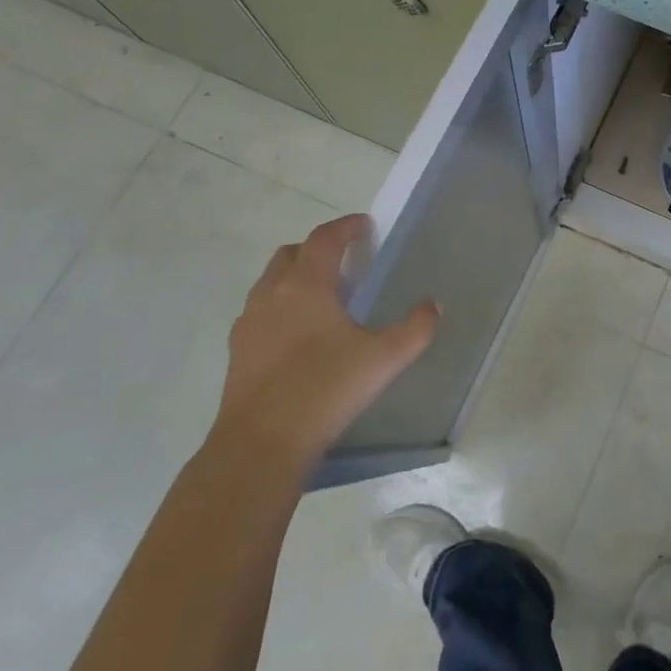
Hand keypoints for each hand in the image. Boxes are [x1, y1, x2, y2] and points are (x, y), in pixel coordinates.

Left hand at [215, 214, 438, 466]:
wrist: (261, 444)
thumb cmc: (326, 388)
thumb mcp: (385, 358)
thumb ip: (415, 328)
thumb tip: (433, 306)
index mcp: (307, 285)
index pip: (324, 239)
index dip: (346, 227)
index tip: (364, 225)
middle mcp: (272, 294)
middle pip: (291, 253)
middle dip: (317, 249)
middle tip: (344, 260)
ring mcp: (249, 323)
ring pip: (271, 282)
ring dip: (295, 277)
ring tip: (323, 297)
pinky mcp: (237, 352)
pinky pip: (260, 312)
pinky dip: (280, 307)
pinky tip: (299, 335)